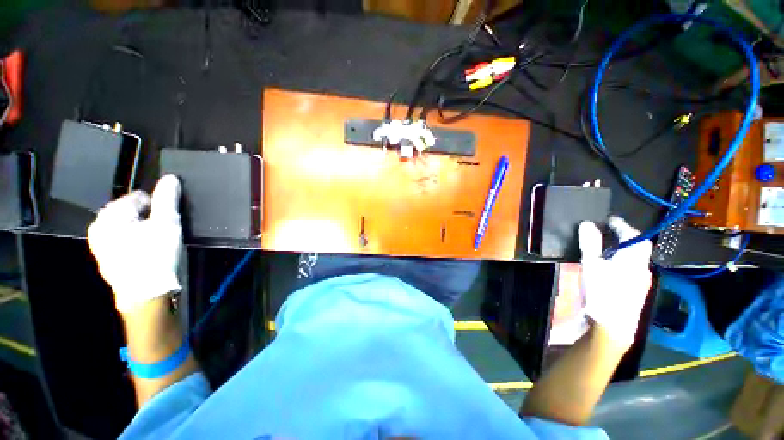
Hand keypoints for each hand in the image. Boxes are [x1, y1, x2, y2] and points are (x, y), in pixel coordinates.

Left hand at [88, 175, 182, 312]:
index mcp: (110, 214)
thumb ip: (167, 199)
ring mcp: (98, 244)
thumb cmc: (156, 254)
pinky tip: (144, 252)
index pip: (138, 197)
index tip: (166, 220)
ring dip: (140, 229)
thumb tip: (170, 177)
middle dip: (146, 218)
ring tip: (154, 242)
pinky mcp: (104, 258)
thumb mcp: (167, 223)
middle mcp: (98, 225)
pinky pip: (120, 240)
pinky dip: (133, 241)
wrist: (145, 293)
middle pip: (129, 211)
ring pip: (125, 226)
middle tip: (161, 232)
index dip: (156, 207)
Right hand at [578, 216, 651, 348]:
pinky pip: (632, 268)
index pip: (634, 235)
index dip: (622, 225)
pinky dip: (623, 261)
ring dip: (624, 249)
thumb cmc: (601, 291)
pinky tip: (611, 266)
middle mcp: (642, 267)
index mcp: (633, 258)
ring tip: (607, 247)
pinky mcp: (636, 290)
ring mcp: (641, 281)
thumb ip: (590, 243)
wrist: (612, 325)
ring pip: (636, 258)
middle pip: (638, 247)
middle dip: (625, 237)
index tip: (610, 219)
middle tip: (608, 231)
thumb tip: (587, 223)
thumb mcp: (591, 264)